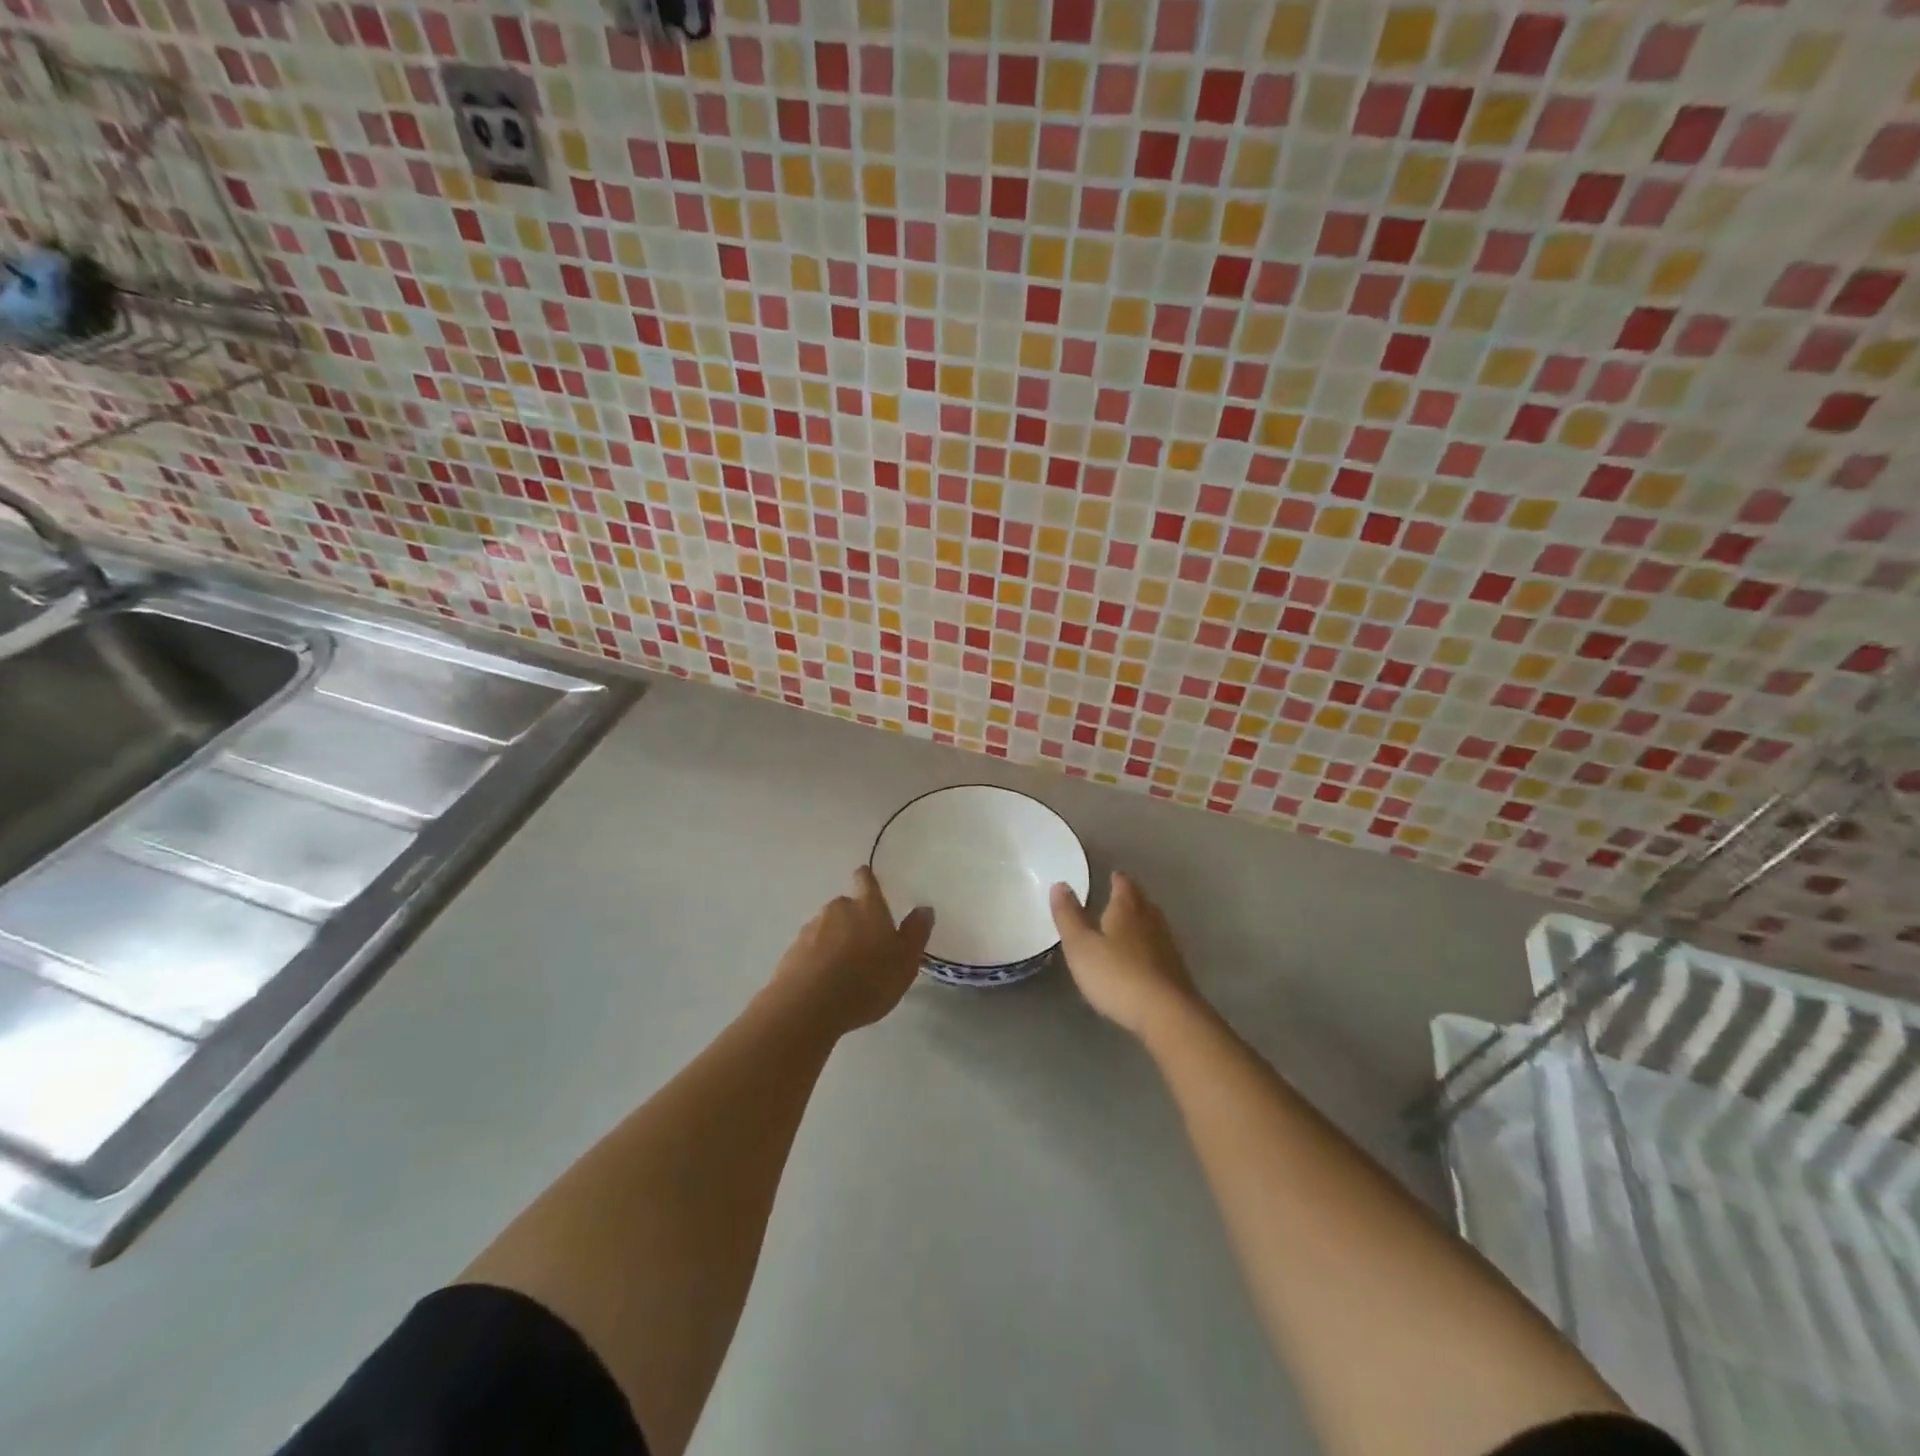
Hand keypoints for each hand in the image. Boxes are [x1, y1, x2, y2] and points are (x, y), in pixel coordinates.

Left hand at [767, 866, 933, 1035]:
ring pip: (827, 927)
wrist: (808, 1006)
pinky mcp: (792, 952)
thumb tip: (924, 908)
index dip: (867, 879)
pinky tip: (825, 982)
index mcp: (868, 907)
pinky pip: (811, 949)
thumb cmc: (867, 980)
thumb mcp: (905, 962)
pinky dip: (818, 959)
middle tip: (865, 944)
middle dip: (854, 919)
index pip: (866, 881)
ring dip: (835, 940)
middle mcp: (838, 909)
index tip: (866, 878)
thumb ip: (916, 933)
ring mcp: (811, 929)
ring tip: (845, 969)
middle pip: (846, 906)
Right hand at [1050, 871, 1203, 1038]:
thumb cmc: (1117, 975)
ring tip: (1128, 925)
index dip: (1116, 879)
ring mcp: (1167, 946)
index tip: (1111, 875)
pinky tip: (1142, 958)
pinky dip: (1149, 947)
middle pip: (1141, 902)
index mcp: (1127, 909)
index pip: (1123, 884)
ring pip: (1153, 924)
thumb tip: (1059, 884)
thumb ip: (1069, 916)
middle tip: (1118, 897)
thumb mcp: (1081, 946)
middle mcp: (1151, 920)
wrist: (1167, 1014)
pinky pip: (1159, 948)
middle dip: (1130, 898)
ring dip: (1141, 922)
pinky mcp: (1176, 971)